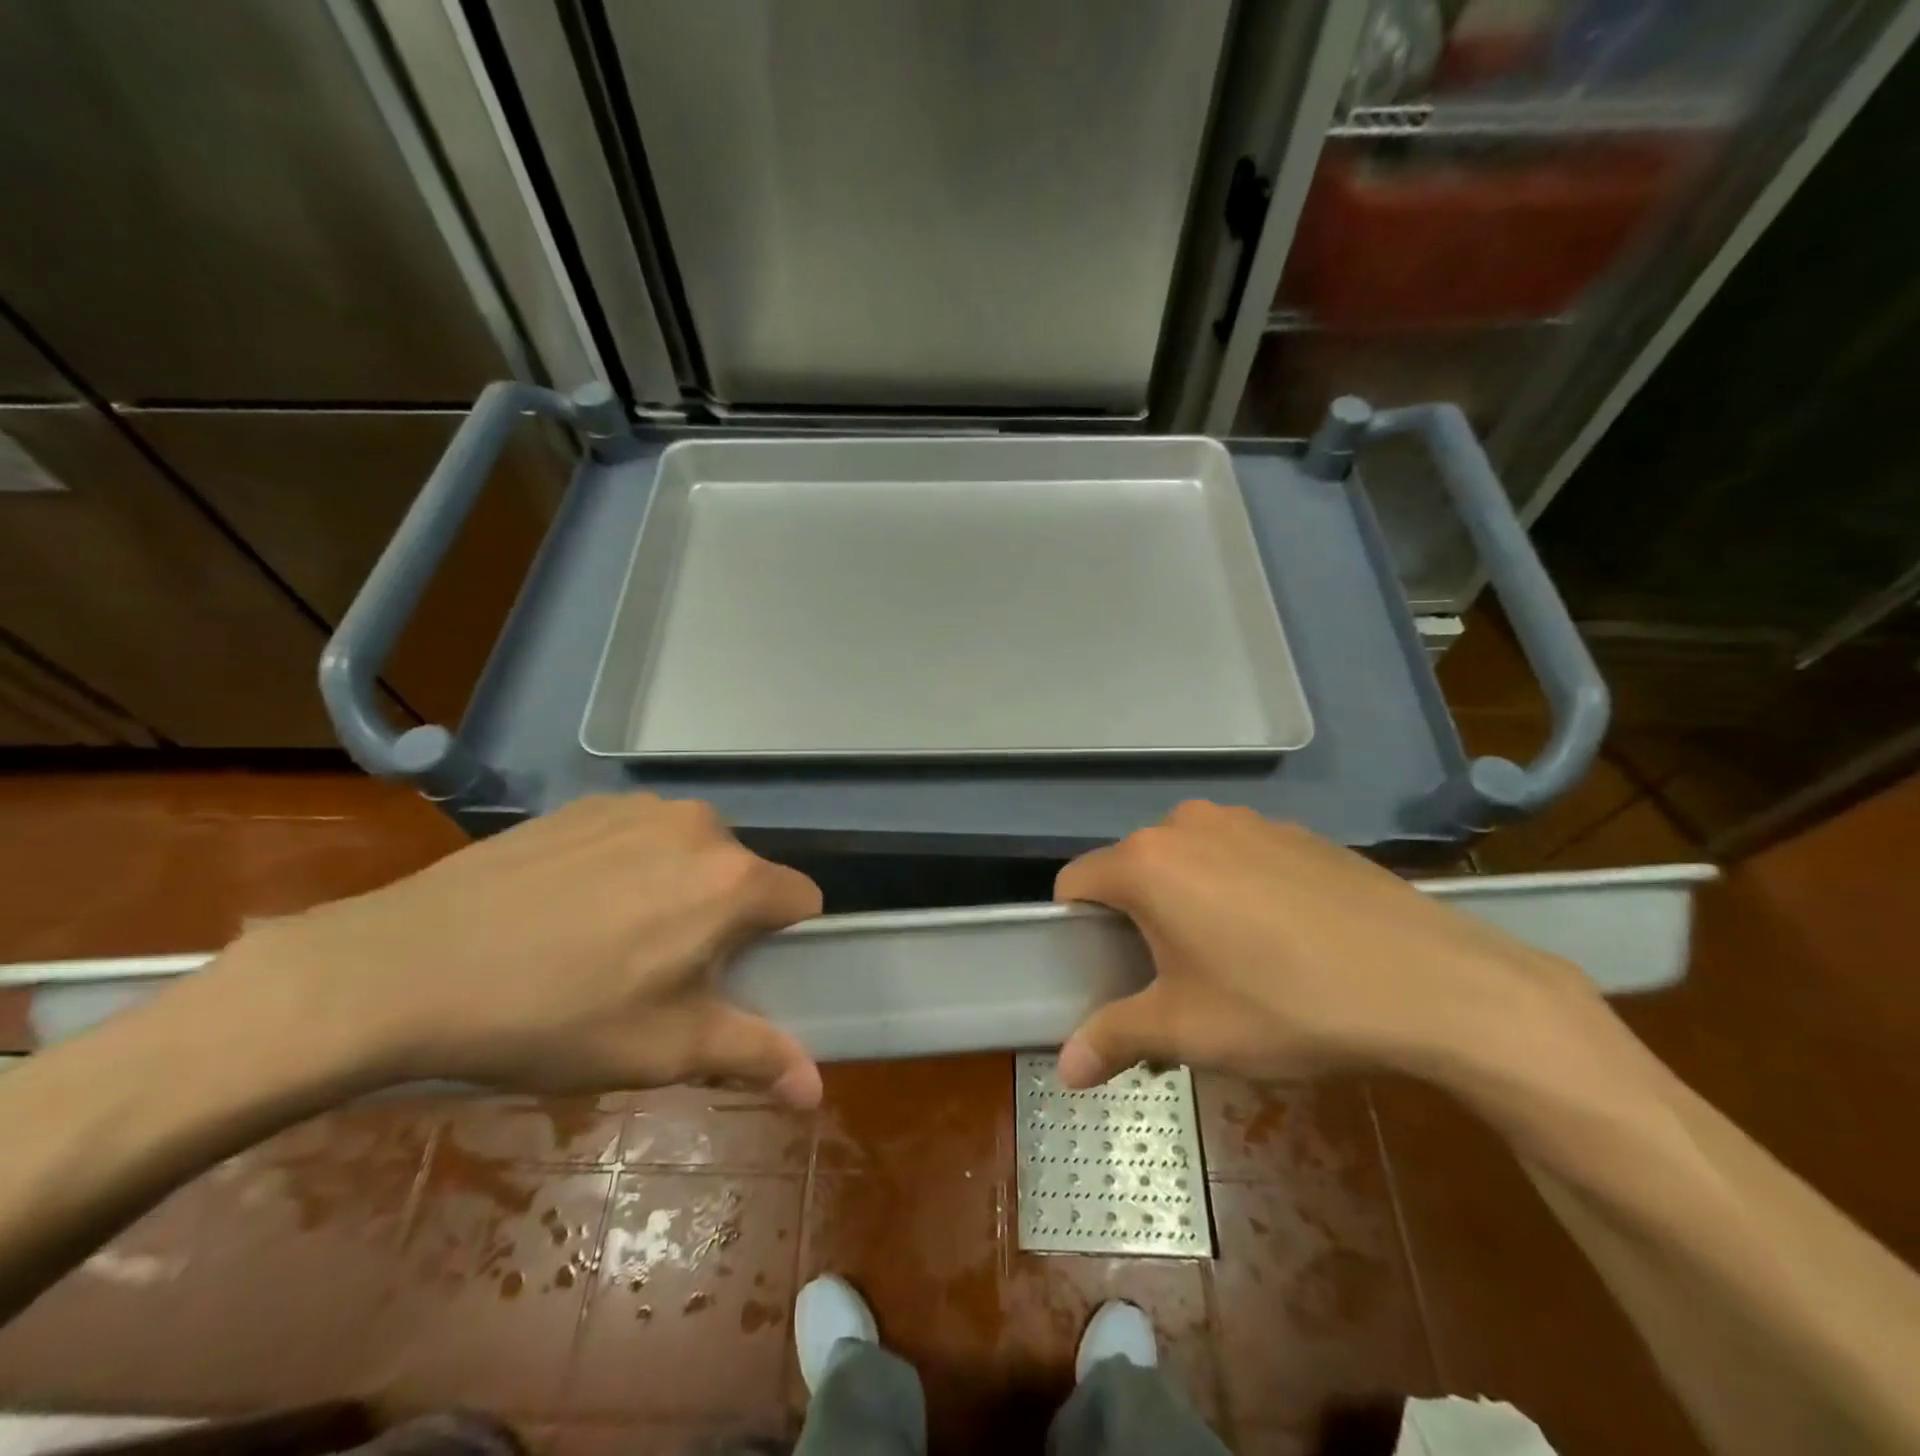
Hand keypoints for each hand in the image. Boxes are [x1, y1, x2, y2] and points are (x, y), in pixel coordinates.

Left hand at [215, 795, 824, 1105]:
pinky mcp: (588, 803)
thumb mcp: (665, 1050)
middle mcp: (699, 826)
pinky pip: (639, 834)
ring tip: (610, 936)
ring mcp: (640, 807)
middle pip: (743, 874)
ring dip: (677, 887)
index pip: (801, 899)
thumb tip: (816, 1090)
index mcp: (732, 879)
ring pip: (692, 851)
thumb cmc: (556, 1017)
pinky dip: (629, 864)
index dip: (782, 942)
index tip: (735, 976)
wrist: (405, 967)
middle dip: (725, 916)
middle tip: (664, 969)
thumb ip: (755, 1056)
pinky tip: (568, 906)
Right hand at [1052, 801, 1599, 1088]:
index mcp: (1147, 862)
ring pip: (1187, 860)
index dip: (1076, 928)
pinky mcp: (1295, 831)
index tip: (1105, 969)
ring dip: (1188, 900)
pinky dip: (1237, 887)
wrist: (1428, 982)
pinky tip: (1285, 937)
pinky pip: (1238, 855)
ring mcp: (1246, 821)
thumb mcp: (1188, 1031)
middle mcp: (1187, 825)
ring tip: (1233, 958)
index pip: (1076, 882)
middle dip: (1137, 918)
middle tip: (1173, 977)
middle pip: (1133, 870)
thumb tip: (1064, 1070)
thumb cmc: (1283, 1004)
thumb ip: (1114, 1038)